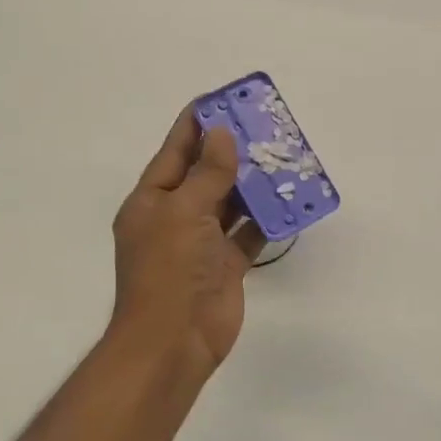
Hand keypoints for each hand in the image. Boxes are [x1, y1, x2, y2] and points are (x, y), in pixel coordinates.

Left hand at [108, 109, 265, 388]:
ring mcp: (201, 242)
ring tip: (282, 156)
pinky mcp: (225, 264)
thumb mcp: (183, 212)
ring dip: (252, 182)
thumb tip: (221, 135)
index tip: (225, 99)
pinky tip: (288, 201)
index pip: (176, 150)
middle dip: (232, 149)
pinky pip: (248, 233)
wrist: (174, 342)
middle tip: (265, 125)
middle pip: (206, 173)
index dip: (199, 123)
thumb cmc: (170, 271)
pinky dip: (266, 219)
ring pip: (230, 202)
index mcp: (153, 200)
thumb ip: (207, 173)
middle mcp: (175, 216)